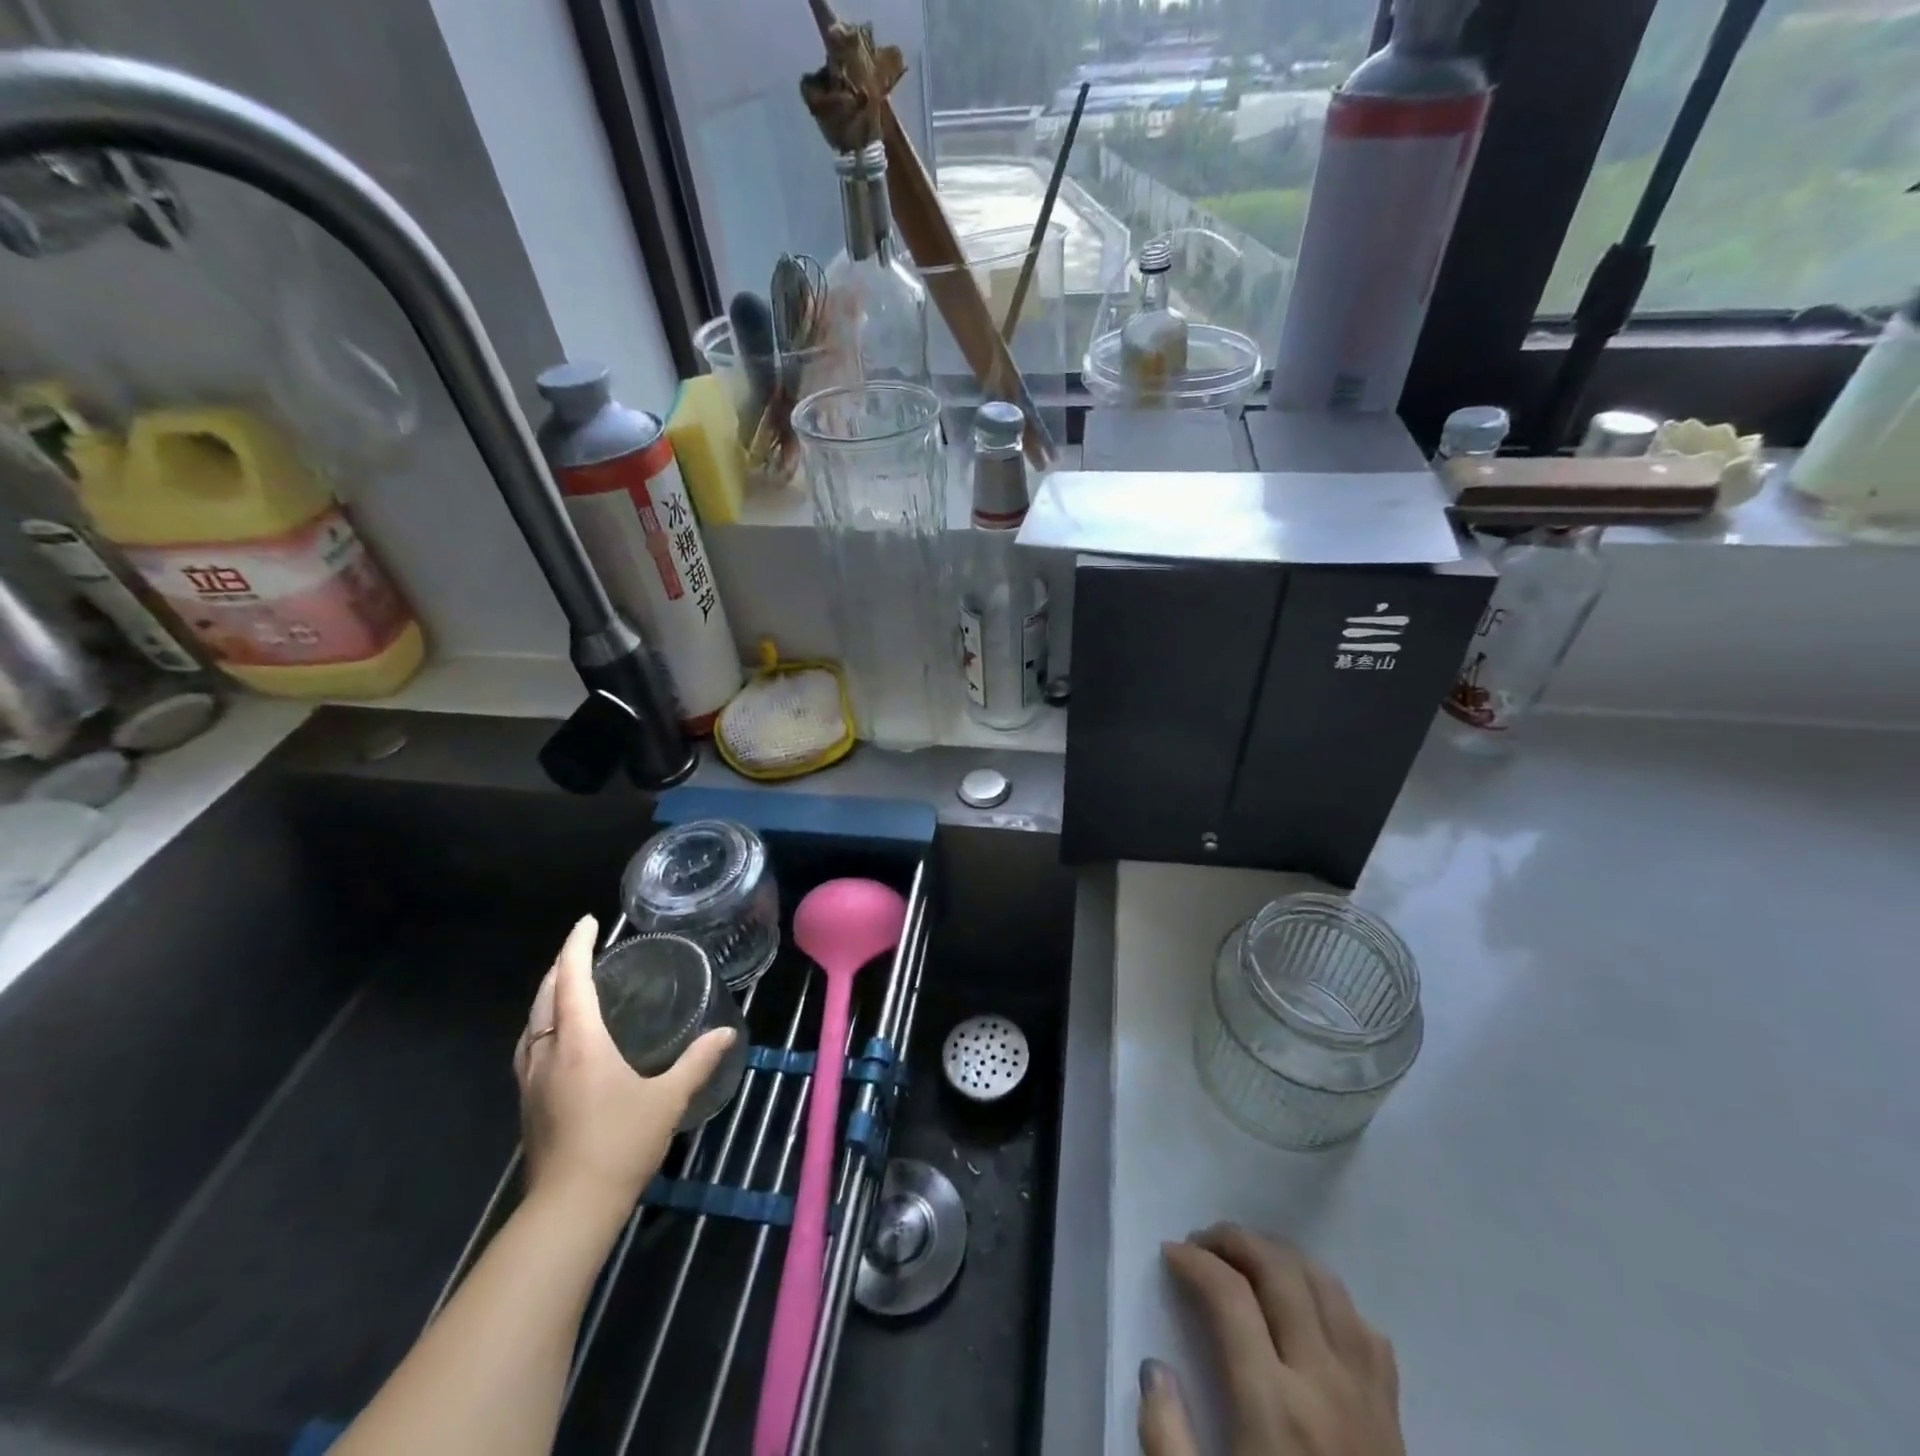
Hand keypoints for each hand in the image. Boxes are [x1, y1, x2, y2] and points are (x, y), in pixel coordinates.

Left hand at [514, 916, 736, 1214]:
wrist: (570, 1209)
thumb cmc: (620, 1143)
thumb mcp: (668, 1099)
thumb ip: (697, 1061)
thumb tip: (727, 1032)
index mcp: (579, 1043)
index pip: (571, 980)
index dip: (576, 947)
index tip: (587, 922)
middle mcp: (548, 1054)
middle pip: (544, 998)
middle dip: (559, 967)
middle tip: (581, 949)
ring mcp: (531, 1081)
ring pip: (531, 1024)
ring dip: (546, 996)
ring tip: (567, 986)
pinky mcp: (528, 1104)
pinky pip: (529, 1047)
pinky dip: (542, 1025)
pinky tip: (558, 1039)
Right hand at [1139, 1225, 1402, 1455]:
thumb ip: (1167, 1441)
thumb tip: (1155, 1369)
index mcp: (1274, 1408)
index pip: (1230, 1296)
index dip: (1194, 1262)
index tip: (1170, 1254)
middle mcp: (1324, 1384)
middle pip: (1279, 1272)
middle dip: (1234, 1241)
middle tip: (1202, 1242)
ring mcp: (1367, 1397)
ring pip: (1327, 1286)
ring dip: (1281, 1257)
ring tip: (1248, 1261)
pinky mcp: (1395, 1418)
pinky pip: (1365, 1330)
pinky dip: (1330, 1300)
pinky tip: (1307, 1310)